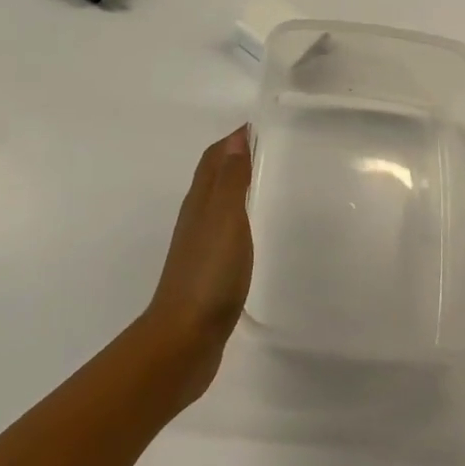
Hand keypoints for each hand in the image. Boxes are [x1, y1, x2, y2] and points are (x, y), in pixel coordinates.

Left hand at [143, 127, 253, 401]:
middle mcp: (197, 217)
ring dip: (242, 188)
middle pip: (216, 177)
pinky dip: (244, 220)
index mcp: (200, 201)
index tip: (267, 127)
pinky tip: (261, 232)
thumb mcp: (224, 219)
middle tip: (279, 152)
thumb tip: (236, 137)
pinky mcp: (211, 272)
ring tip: (276, 185)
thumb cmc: (208, 273)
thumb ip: (230, 180)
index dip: (236, 139)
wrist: (185, 338)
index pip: (215, 157)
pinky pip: (228, 232)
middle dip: (241, 158)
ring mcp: (202, 246)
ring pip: (221, 204)